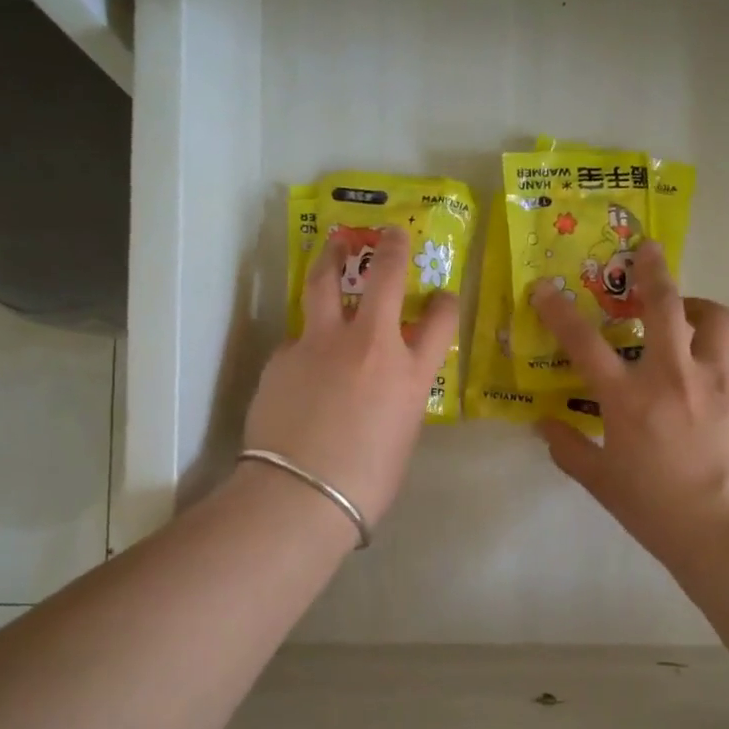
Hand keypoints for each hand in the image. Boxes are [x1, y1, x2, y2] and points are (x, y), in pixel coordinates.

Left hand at [243, 226, 458, 529]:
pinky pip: (297, 340)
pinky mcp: (283, 355)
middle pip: (384, 278)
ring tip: (332, 247)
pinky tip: (299, 364)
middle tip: (390, 233)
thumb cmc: (365, 482)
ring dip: (331, 260)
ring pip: (325, 285)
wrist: (301, 494)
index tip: (442, 296)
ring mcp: (321, 344)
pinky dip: (304, 344)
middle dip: (391, 249)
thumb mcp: (400, 437)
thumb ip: (397, 400)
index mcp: (409, 373)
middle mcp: (368, 345)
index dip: (445, 303)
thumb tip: (383, 389)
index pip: (440, 321)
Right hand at [533, 242, 728, 576]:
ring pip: (713, 319)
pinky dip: (711, 358)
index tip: (545, 286)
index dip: (559, 309)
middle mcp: (671, 376)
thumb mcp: (601, 481)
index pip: (583, 341)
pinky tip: (704, 381)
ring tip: (686, 314)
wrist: (727, 533)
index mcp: (627, 398)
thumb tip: (544, 424)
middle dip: (652, 269)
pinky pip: (727, 361)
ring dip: (696, 307)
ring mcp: (715, 381)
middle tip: (647, 250)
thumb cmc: (655, 509)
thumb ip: (568, 447)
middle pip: (663, 304)